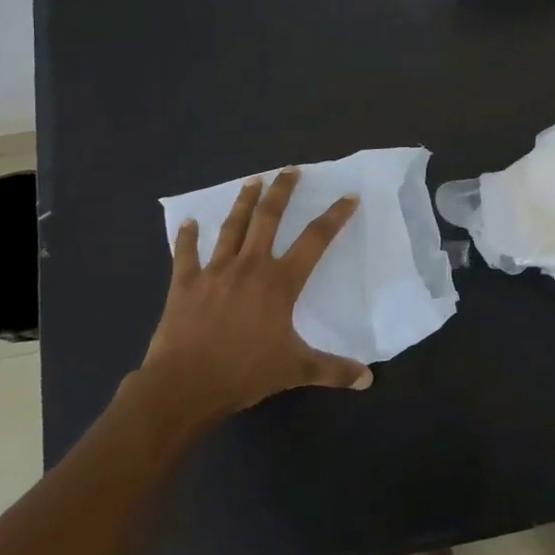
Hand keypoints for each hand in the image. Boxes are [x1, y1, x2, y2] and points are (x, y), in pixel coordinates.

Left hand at [136, 168, 371, 423]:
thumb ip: (333, 370)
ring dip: (243, 202)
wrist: (185, 385)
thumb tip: (368, 379)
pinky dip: (187, 237)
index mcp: (280, 282)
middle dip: (282, 191)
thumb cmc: (245, 372)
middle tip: (290, 169)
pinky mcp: (186, 283)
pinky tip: (188, 222)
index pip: (315, 240)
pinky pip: (186, 254)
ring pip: (232, 227)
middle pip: (269, 218)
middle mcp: (250, 266)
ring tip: (253, 180)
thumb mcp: (296, 370)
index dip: (334, 216)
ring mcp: (215, 271)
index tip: (348, 197)